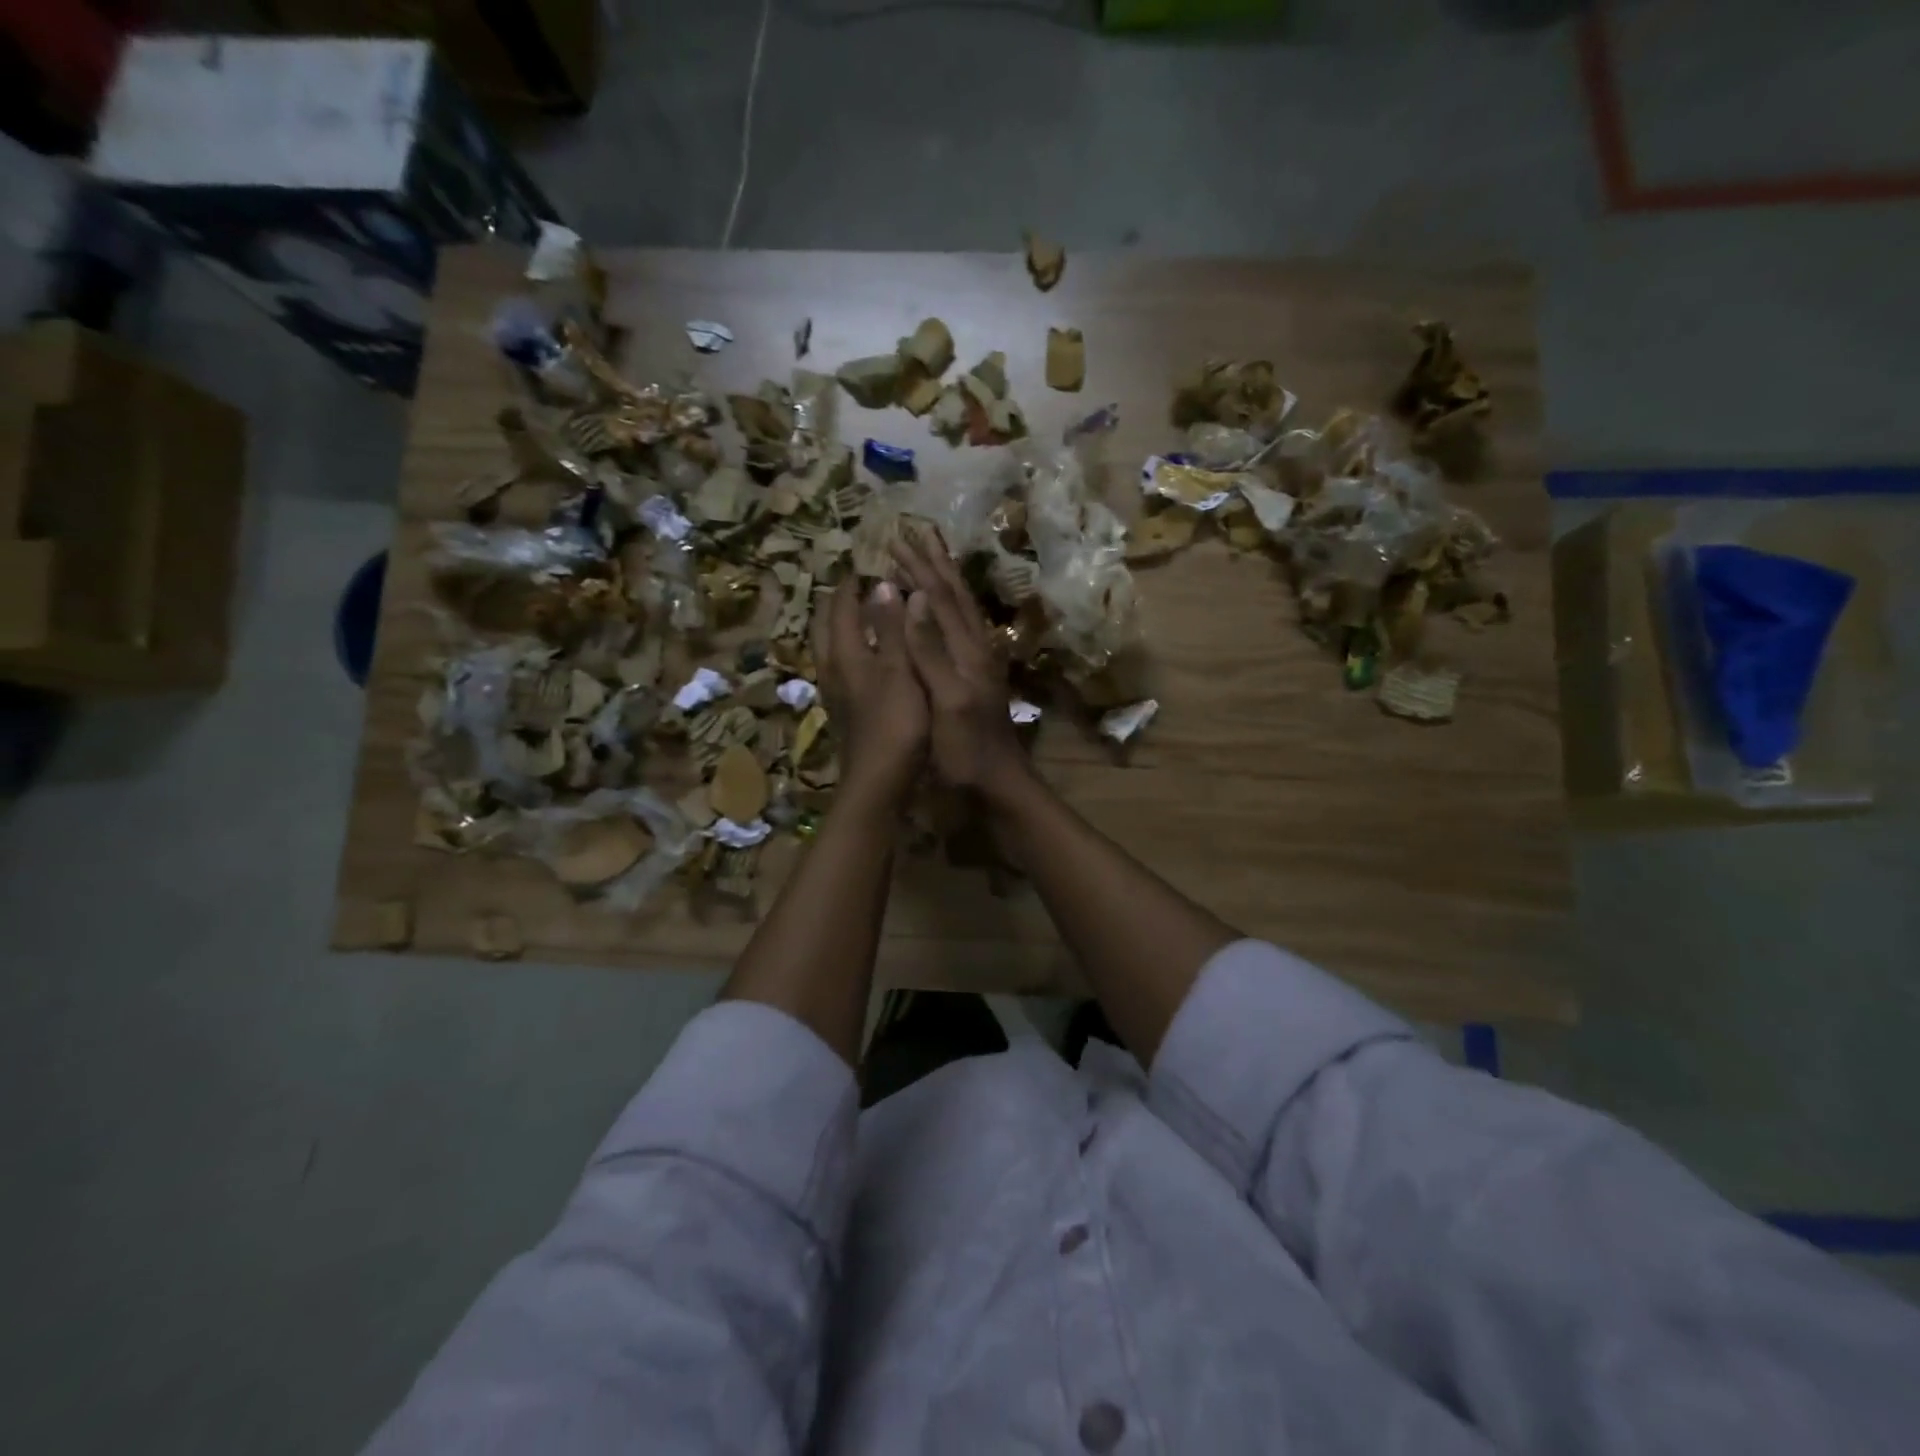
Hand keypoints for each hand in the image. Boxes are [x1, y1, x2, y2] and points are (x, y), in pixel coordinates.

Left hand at [810, 579, 927, 813]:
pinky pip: (839, 668)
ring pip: (829, 649)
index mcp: (846, 654)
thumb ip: (891, 629)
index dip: (852, 585)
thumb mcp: (900, 672)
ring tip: (858, 615)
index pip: (842, 608)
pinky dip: (848, 651)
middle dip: (837, 603)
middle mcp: (833, 669)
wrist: (878, 782)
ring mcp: (836, 692)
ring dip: (839, 627)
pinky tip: (864, 658)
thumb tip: (882, 585)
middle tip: (854, 586)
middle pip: (825, 627)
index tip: (863, 565)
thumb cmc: (896, 725)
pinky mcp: (844, 711)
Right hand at [891, 524, 1033, 804]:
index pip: (939, 598)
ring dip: (944, 579)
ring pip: (962, 609)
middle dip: (933, 563)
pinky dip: (948, 608)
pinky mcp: (978, 678)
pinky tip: (943, 609)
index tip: (895, 539)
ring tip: (929, 557)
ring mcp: (980, 663)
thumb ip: (929, 651)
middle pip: (954, 595)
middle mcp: (977, 648)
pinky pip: (962, 628)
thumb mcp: (946, 701)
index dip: (918, 568)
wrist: (1001, 786)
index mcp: (967, 650)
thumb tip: (912, 597)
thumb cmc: (967, 751)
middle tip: (913, 533)